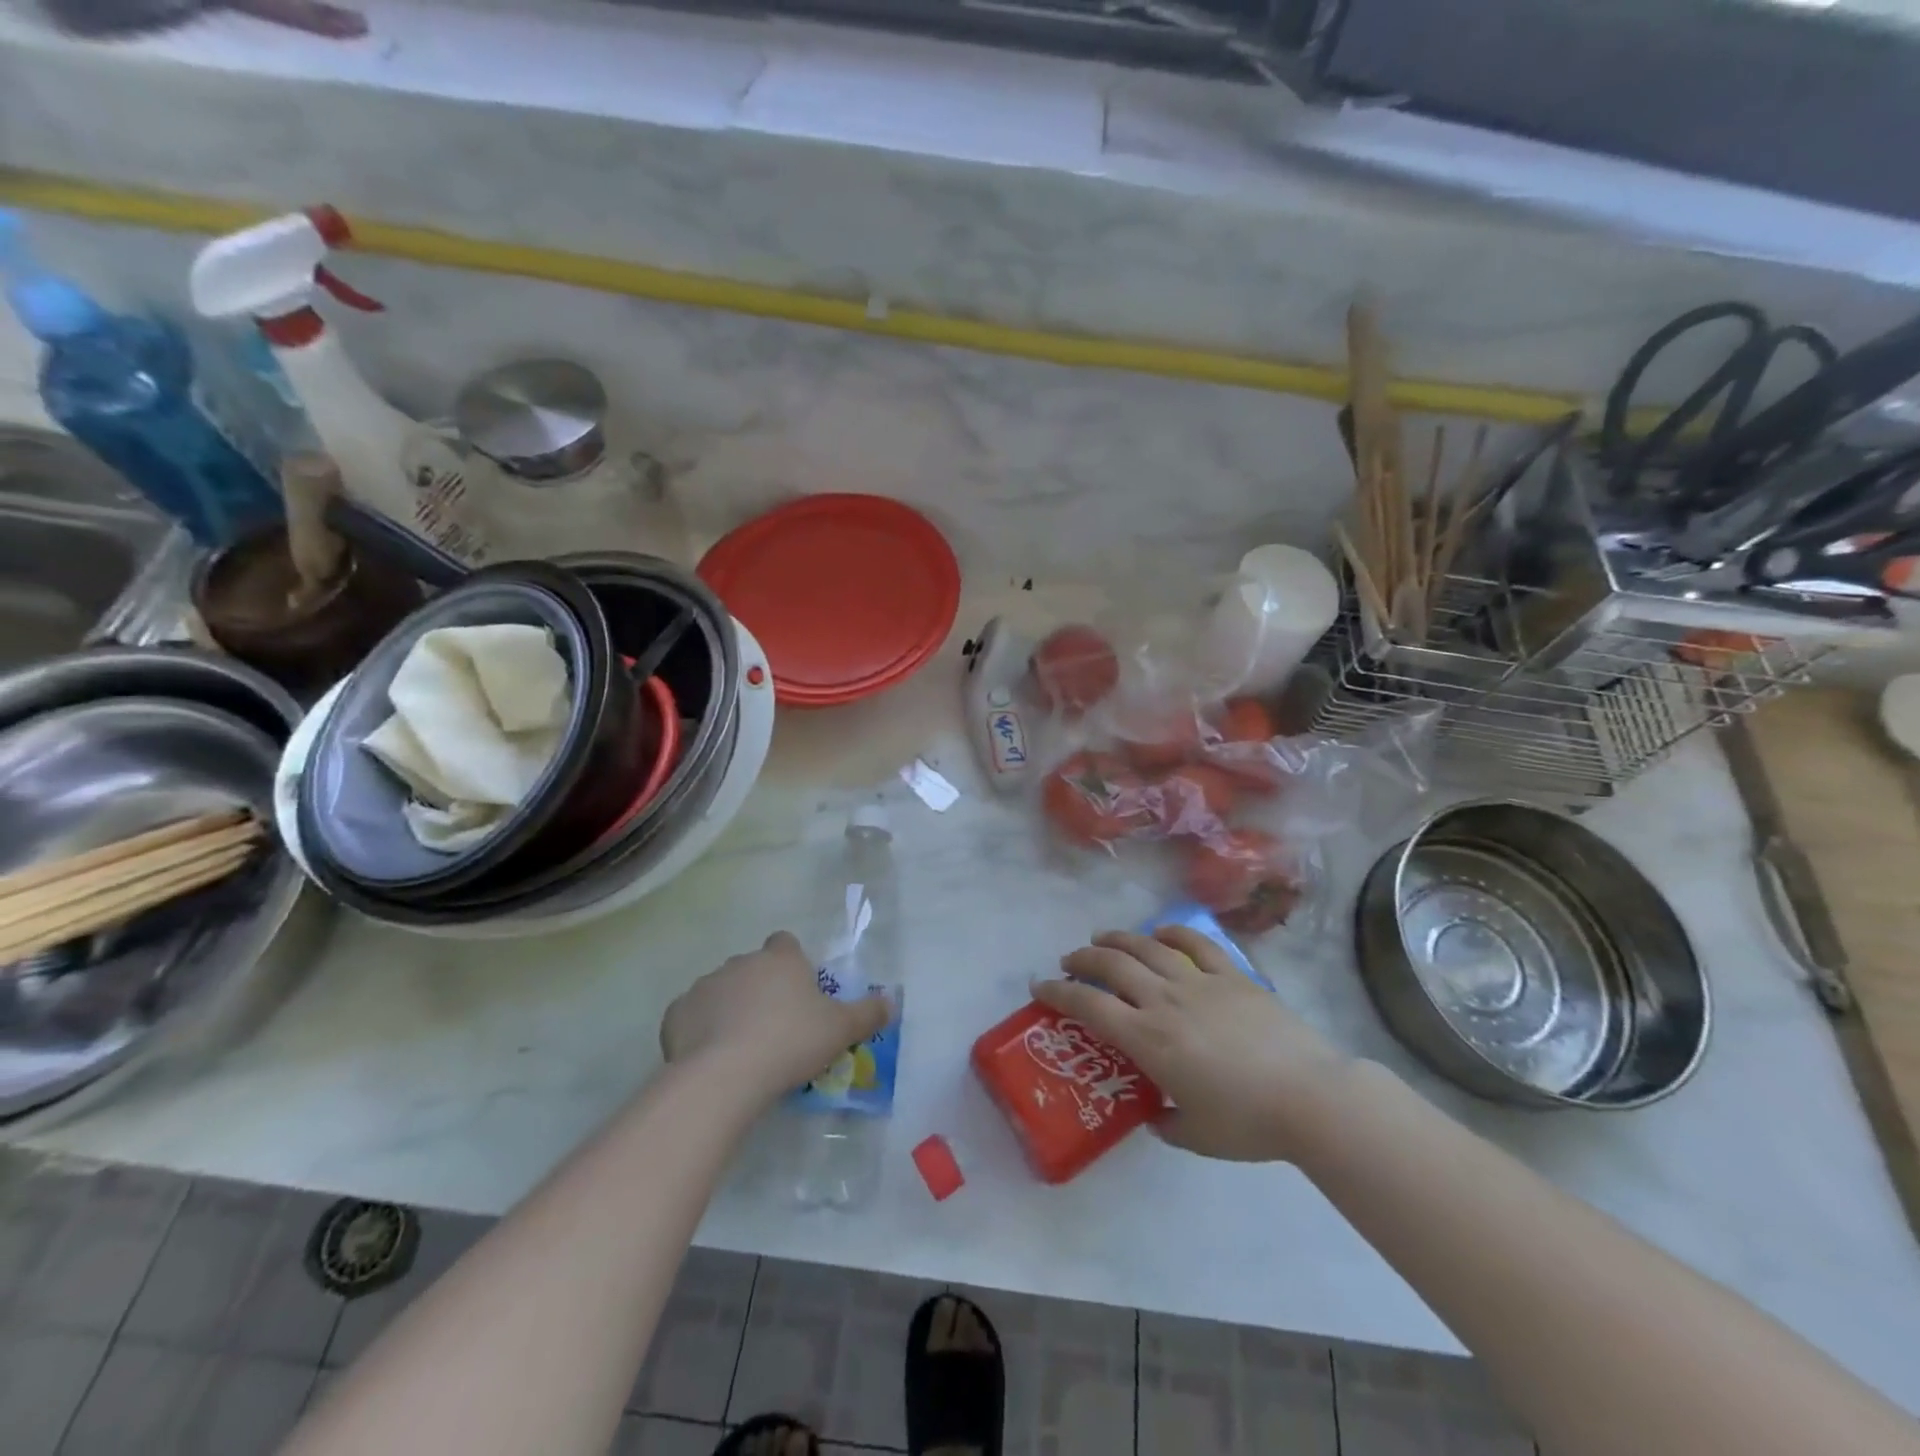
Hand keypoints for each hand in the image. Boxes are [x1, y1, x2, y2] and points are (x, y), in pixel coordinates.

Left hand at [661, 931, 889, 1100]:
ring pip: (721, 991)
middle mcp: (741, 962)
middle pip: (753, 968)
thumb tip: (891, 1001)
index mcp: (780, 958)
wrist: (725, 1074)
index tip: (799, 992)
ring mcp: (705, 985)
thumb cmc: (790, 1042)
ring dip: (730, 1009)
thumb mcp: (841, 1030)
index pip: (786, 943)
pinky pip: (692, 1016)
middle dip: (761, 989)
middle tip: (775, 1028)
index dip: (792, 964)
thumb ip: (868, 1013)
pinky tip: (711, 1057)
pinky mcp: (676, 1013)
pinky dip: (700, 1030)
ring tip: (742, 1048)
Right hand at [1033, 926, 1348, 1160]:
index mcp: (1148, 1039)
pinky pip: (1196, 943)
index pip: (1089, 1006)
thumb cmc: (1247, 1122)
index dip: (1059, 993)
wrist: (1310, 1097)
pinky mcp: (1232, 975)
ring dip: (1118, 938)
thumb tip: (1155, 1113)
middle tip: (1070, 961)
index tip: (1040, 987)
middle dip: (1083, 958)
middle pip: (1112, 965)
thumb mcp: (1195, 1135)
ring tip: (1102, 938)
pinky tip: (1160, 932)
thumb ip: (1165, 1121)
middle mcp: (1164, 1000)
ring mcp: (1199, 982)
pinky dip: (1172, 933)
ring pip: (1146, 947)